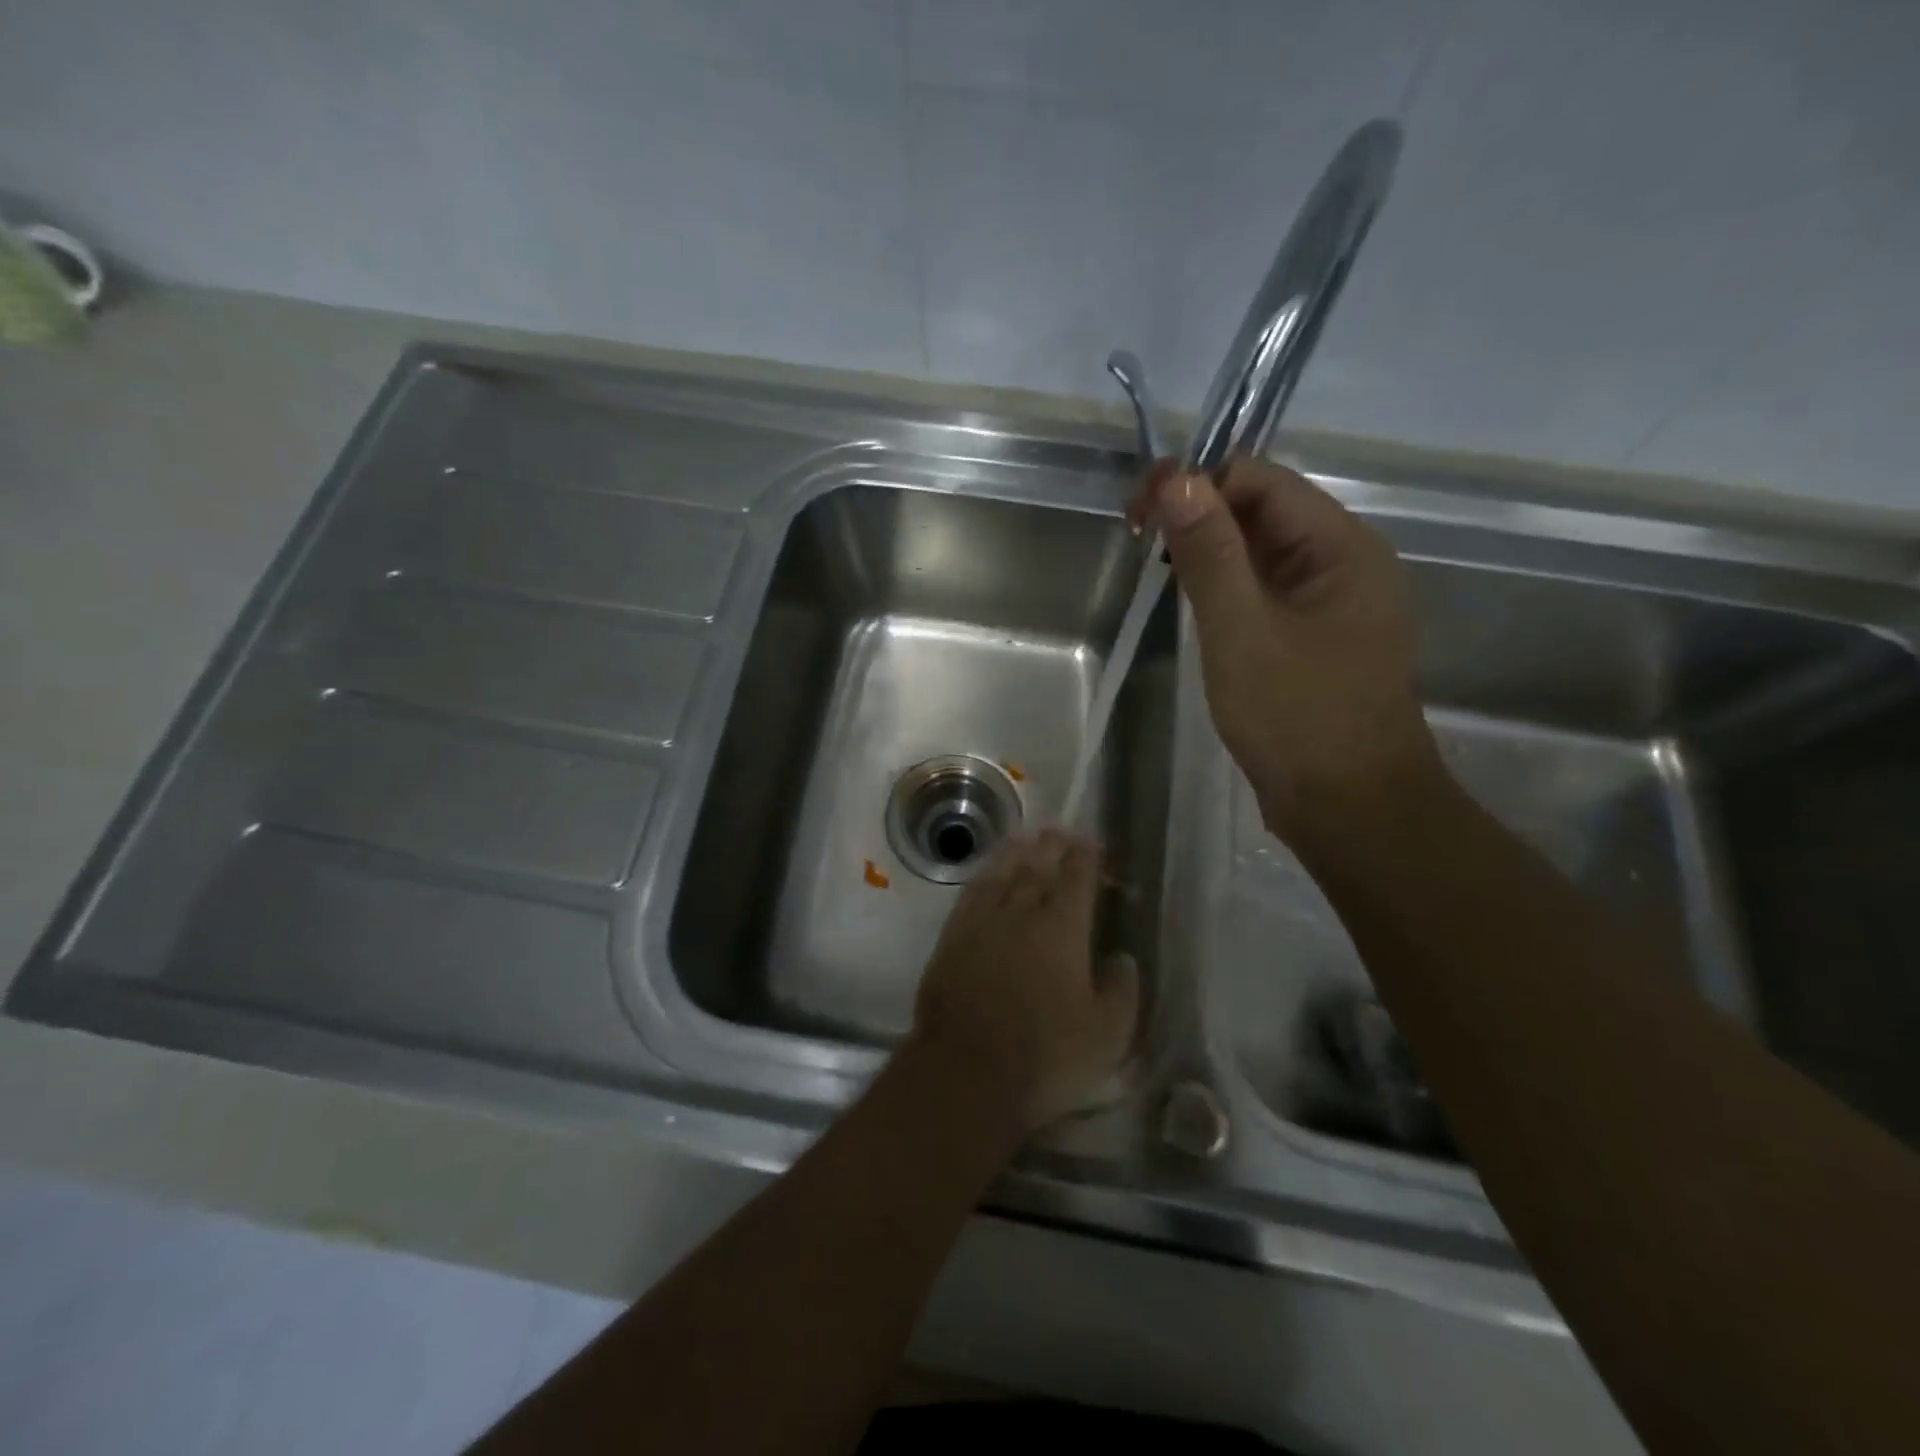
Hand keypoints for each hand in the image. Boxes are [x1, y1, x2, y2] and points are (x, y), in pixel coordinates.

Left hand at [911, 830, 1139, 1135]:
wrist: (966, 1072)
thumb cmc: (1045, 1056)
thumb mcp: (1107, 1036)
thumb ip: (1122, 990)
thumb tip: (1122, 958)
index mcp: (1063, 927)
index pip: (1077, 876)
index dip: (1088, 856)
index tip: (1095, 846)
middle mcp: (1021, 910)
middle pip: (1039, 864)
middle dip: (1054, 845)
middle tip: (1064, 834)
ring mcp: (982, 920)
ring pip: (1003, 871)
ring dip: (1019, 850)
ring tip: (1030, 837)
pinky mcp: (953, 935)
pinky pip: (973, 891)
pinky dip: (986, 873)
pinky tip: (990, 871)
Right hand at [1131, 456, 1439, 846]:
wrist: (1350, 809)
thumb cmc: (1298, 717)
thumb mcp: (1242, 630)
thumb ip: (1209, 553)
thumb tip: (1176, 479)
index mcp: (1341, 547)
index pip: (1261, 480)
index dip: (1197, 482)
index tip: (1138, 513)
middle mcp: (1342, 563)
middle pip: (1263, 511)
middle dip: (1199, 514)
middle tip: (1138, 540)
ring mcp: (1329, 604)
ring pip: (1261, 554)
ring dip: (1209, 551)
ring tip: (1156, 568)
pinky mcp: (1312, 639)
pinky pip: (1264, 593)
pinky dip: (1225, 588)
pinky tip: (1192, 605)